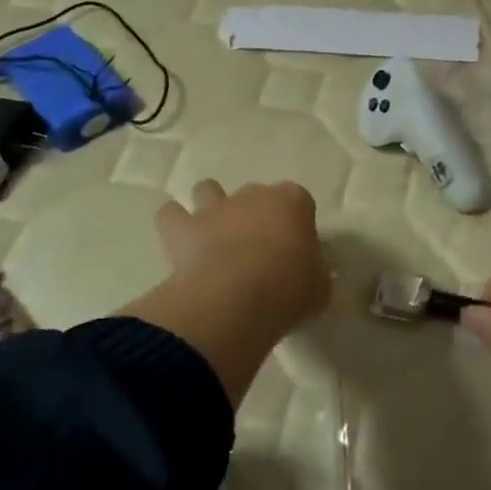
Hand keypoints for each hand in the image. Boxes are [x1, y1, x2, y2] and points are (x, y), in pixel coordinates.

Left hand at [154, 179, 329, 336]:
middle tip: (257, 250)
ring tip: (215, 236)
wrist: (235, 299)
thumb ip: (315, 272)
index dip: (296, 222)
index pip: (299, 200)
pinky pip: (171, 214)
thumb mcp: (320, 287)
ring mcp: (213, 208)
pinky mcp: (181, 227)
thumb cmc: (288, 290)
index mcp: (292, 202)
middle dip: (255, 214)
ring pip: (208, 190)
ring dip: (211, 207)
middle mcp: (251, 196)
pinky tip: (180, 242)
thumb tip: (309, 272)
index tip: (295, 249)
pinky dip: (174, 223)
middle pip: (255, 194)